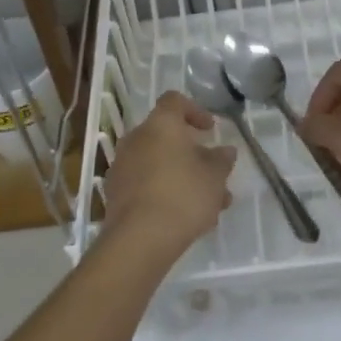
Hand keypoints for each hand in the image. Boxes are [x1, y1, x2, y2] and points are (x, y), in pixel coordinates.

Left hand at [101, 92, 235, 261]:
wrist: (139, 239)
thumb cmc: (183, 195)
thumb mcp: (215, 177)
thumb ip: (222, 160)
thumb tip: (225, 150)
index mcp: (160, 124)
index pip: (174, 101)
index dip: (195, 110)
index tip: (210, 130)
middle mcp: (136, 138)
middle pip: (165, 136)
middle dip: (191, 153)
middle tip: (212, 172)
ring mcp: (122, 166)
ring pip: (157, 163)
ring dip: (181, 176)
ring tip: (208, 204)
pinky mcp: (115, 193)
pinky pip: (144, 183)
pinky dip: (163, 191)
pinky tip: (184, 217)